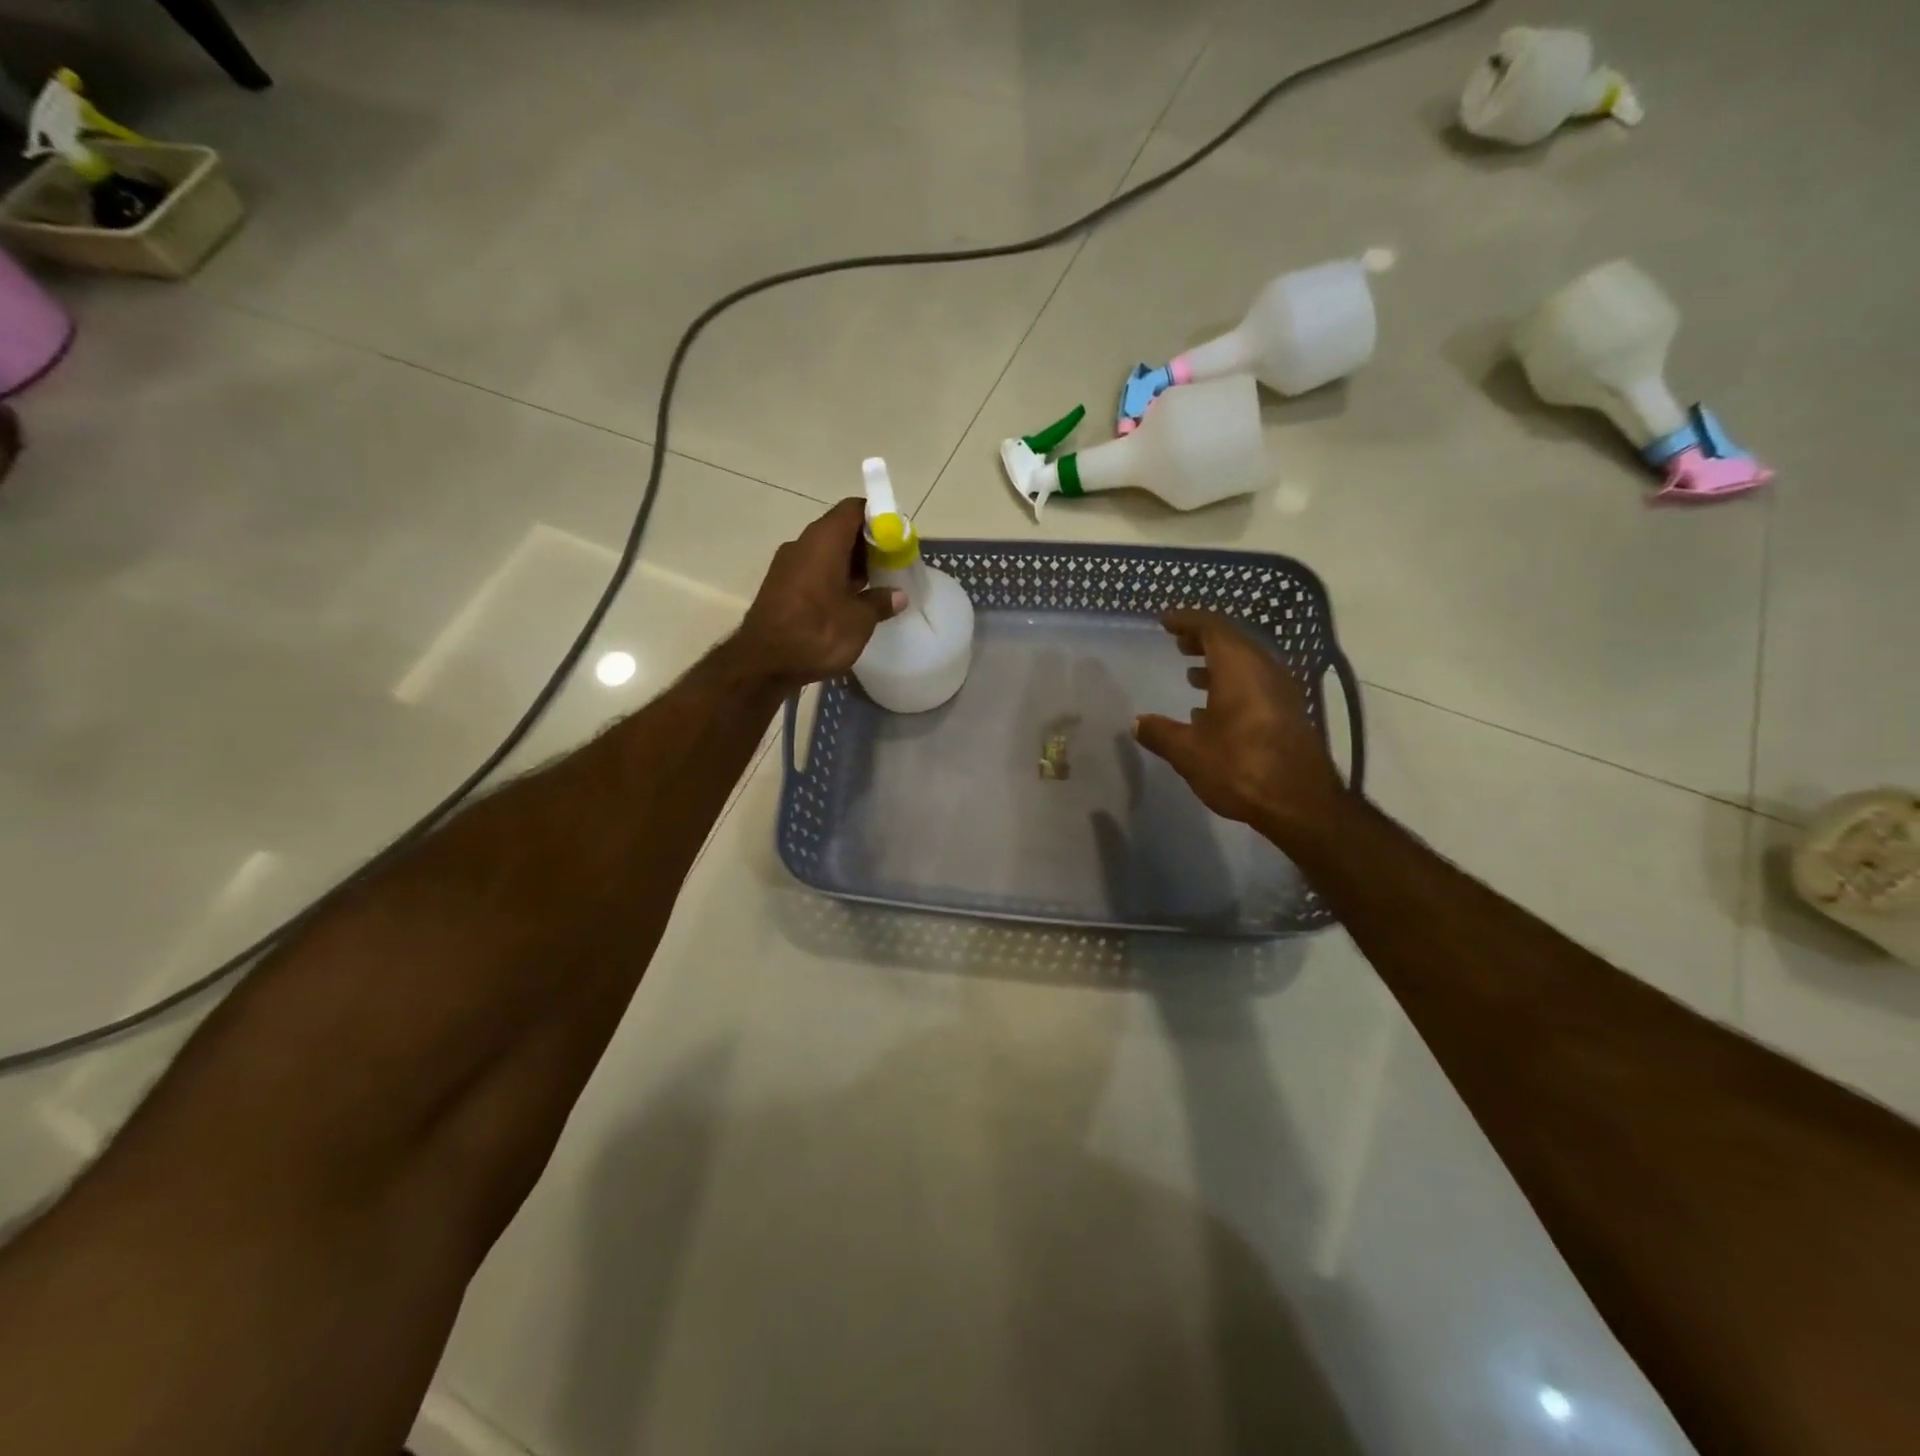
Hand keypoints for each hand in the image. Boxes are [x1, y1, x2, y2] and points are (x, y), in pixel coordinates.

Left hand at [736, 498, 903, 687]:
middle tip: (890, 565)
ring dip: (850, 564)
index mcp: (824, 540)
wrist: (763, 663)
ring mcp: (787, 564)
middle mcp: (803, 544)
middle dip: (867, 544)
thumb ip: (880, 602)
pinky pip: (813, 570)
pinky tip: (848, 601)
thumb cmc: (817, 633)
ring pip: (826, 551)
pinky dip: (833, 578)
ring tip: (874, 585)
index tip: (897, 538)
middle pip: (840, 529)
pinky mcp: (780, 585)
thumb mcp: (859, 620)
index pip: (854, 509)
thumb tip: (897, 595)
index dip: (878, 517)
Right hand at [1133, 609, 1346, 843]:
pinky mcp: (1288, 714)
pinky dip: (1232, 685)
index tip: (1166, 621)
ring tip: (1191, 673)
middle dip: (1203, 640)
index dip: (1188, 620)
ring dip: (1219, 664)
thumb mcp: (1189, 752)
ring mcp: (1281, 693)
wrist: (1300, 803)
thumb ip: (1160, 733)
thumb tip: (1137, 723)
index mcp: (1239, 669)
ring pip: (1247, 665)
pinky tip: (1213, 710)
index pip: (1213, 628)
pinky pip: (1257, 685)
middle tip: (1178, 642)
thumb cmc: (1240, 767)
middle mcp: (1265, 672)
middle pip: (1233, 642)